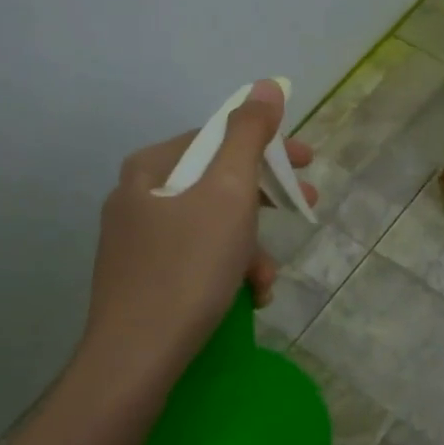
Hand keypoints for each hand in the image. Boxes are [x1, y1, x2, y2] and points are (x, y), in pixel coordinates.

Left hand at [80, 79, 316, 378]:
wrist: (136, 358)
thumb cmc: (188, 267)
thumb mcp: (228, 193)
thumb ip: (249, 134)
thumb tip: (266, 85)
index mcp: (152, 168)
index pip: (220, 138)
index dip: (269, 147)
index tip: (307, 164)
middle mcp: (138, 196)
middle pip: (218, 182)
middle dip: (266, 201)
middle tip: (307, 207)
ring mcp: (136, 241)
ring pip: (211, 225)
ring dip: (250, 247)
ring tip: (266, 280)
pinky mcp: (142, 279)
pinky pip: (196, 258)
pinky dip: (227, 270)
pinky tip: (246, 298)